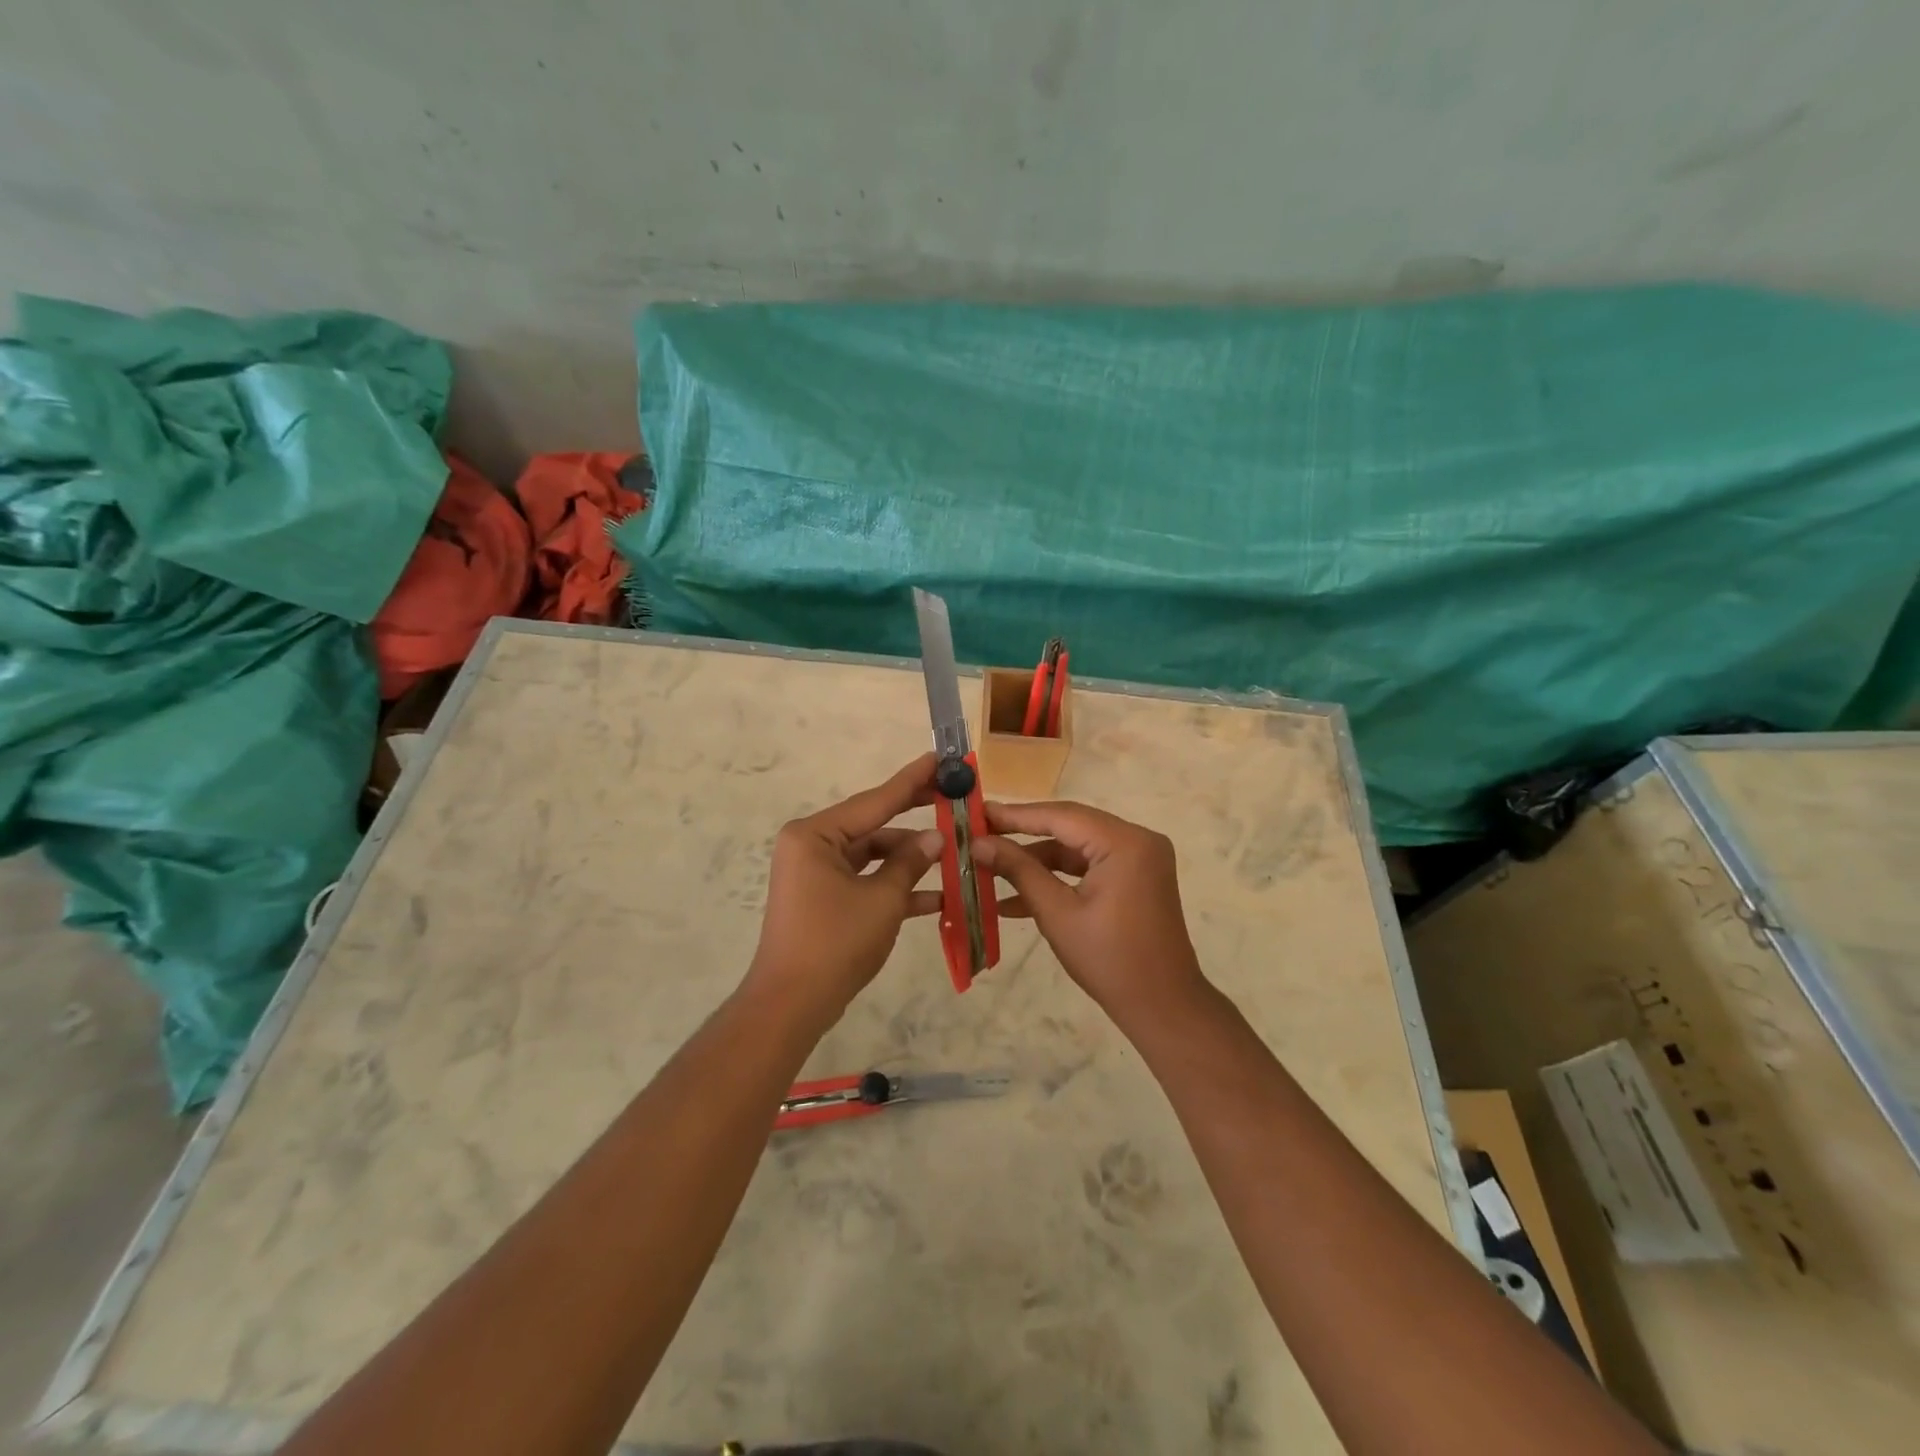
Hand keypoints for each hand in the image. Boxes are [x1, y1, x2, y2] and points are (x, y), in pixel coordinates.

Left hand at [745, 755, 944, 1023]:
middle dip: (914, 820)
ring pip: (872, 856)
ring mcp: (816, 873)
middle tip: (952, 798)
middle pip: (873, 825)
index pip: (874, 801)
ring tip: (954, 854)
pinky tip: (935, 895)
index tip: (937, 758)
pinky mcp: (824, 898)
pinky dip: (893, 886)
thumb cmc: (835, 942)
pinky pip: (865, 880)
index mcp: (815, 834)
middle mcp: (812, 846)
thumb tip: (936, 838)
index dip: (911, 781)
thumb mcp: (882, 899)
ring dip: (909, 860)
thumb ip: (910, 862)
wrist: (792, 1004)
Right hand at [973, 801, 1208, 1026]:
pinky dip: (1058, 877)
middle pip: (1069, 826)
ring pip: (1076, 847)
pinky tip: (1016, 897)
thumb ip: (1018, 870)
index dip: (1015, 815)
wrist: (1162, 1006)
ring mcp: (1139, 858)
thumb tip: (978, 844)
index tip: (978, 813)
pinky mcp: (1135, 877)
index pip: (1061, 816)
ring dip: (1036, 860)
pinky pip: (1089, 866)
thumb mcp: (1056, 913)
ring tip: (989, 867)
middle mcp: (1137, 839)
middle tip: (980, 834)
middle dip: (1022, 834)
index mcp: (1124, 842)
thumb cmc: (1108, 960)